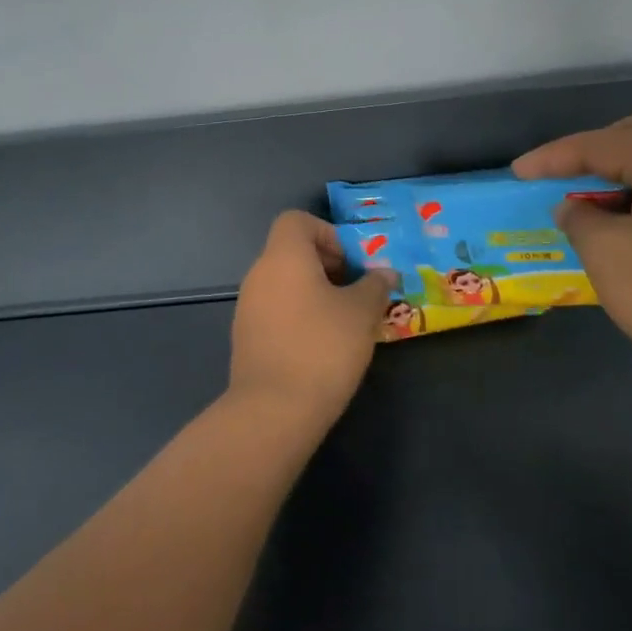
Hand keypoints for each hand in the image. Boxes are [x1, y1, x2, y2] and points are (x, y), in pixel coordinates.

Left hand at [229, 211, 394, 420]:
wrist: (274, 410)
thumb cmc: (323, 347)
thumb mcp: (362, 313)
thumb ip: (375, 286)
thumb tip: (384, 273)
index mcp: (284, 258)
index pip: (296, 220)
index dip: (327, 232)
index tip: (350, 263)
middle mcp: (259, 275)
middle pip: (291, 252)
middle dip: (327, 265)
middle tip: (356, 292)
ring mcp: (248, 308)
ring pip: (285, 284)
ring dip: (314, 293)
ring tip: (344, 321)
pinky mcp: (246, 338)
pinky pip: (276, 311)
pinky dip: (298, 315)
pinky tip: (321, 345)